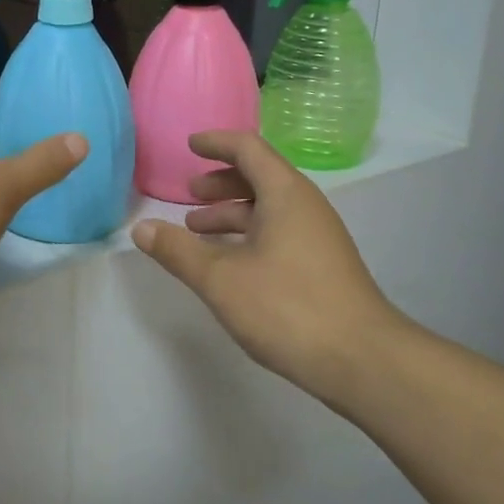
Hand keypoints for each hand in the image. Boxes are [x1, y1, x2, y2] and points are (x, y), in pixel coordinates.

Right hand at [132, 132, 409, 403]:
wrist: (363, 361)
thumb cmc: (288, 307)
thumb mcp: (220, 278)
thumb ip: (178, 251)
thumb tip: (140, 229)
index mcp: (285, 194)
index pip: (248, 149)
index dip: (216, 143)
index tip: (190, 145)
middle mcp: (306, 206)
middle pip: (260, 176)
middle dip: (221, 182)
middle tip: (189, 194)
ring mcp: (318, 237)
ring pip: (269, 209)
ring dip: (232, 213)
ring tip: (197, 231)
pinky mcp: (322, 266)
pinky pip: (279, 232)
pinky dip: (248, 235)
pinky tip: (229, 263)